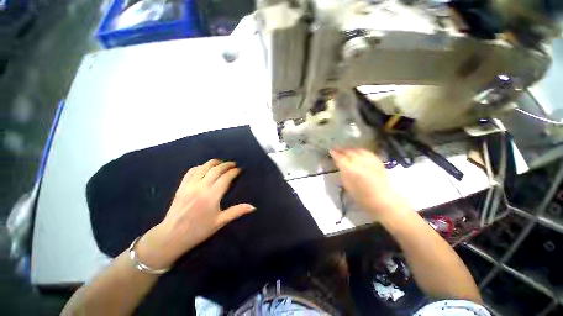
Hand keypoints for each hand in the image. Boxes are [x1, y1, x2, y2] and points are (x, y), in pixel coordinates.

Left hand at [137, 159, 254, 268]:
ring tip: (221, 162)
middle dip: (226, 164)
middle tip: (233, 163)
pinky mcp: (181, 187)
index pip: (225, 178)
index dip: (233, 172)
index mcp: (212, 196)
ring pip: (203, 168)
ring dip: (213, 163)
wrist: (172, 236)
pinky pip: (191, 172)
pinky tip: (204, 167)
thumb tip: (253, 207)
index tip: (239, 169)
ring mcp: (190, 185)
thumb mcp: (220, 222)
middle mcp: (201, 187)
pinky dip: (199, 167)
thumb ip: (237, 211)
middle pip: (215, 170)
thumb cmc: (198, 230)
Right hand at [330, 148, 408, 219]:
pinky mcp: (377, 161)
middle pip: (348, 152)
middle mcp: (359, 162)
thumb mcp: (347, 185)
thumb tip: (339, 163)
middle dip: (342, 150)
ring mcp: (369, 160)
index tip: (331, 151)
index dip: (335, 153)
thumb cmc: (361, 196)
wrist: (382, 199)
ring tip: (346, 150)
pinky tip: (358, 152)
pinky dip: (360, 151)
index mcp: (350, 169)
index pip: (340, 157)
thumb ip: (342, 172)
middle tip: (337, 150)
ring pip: (357, 150)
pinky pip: (366, 152)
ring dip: (350, 149)